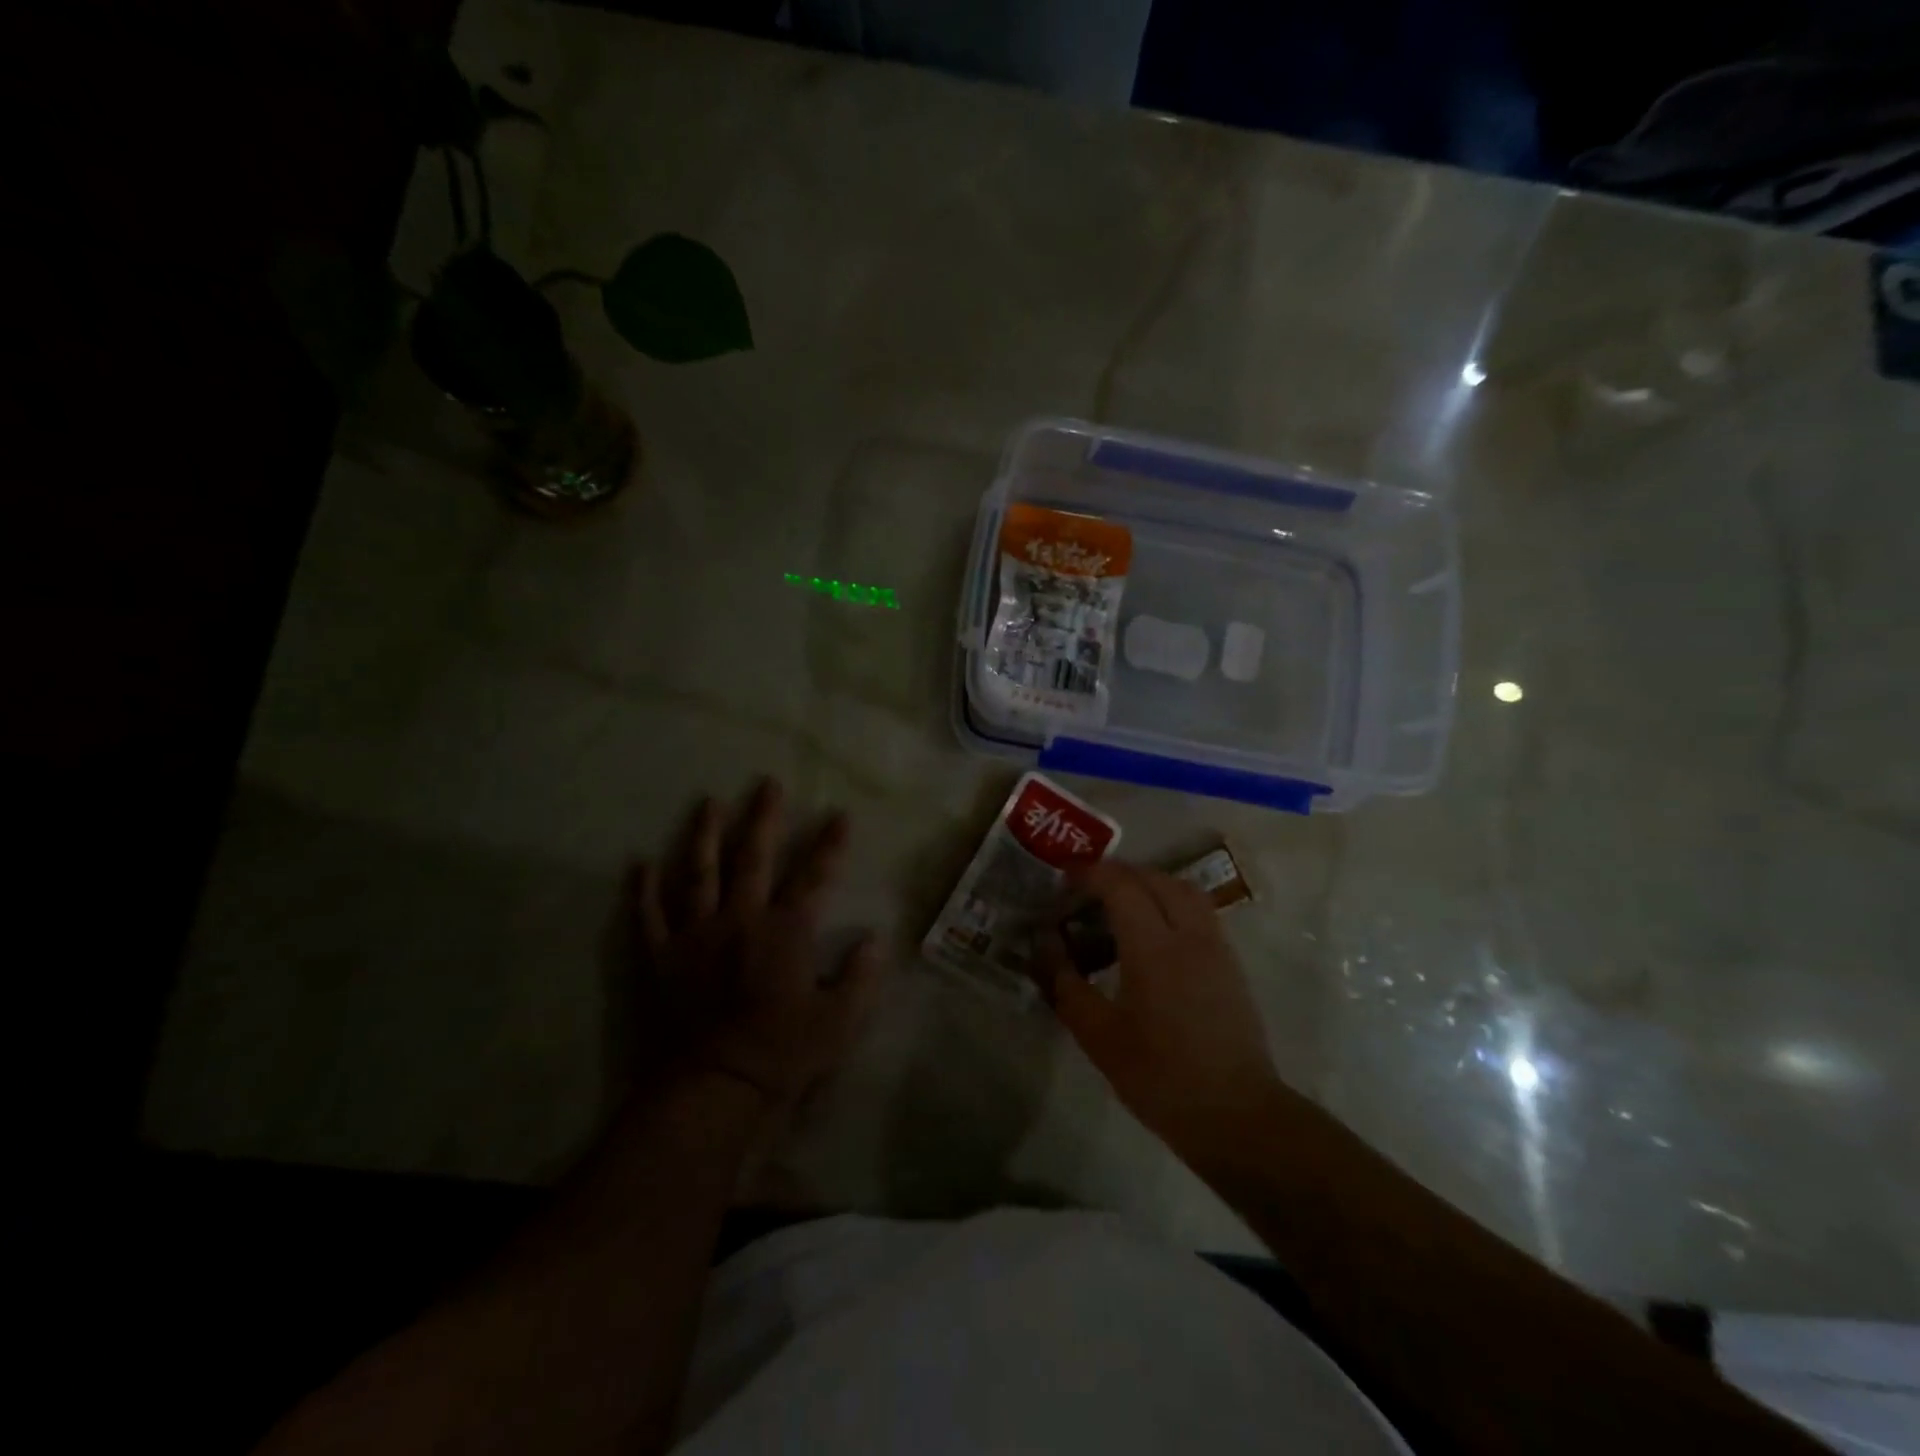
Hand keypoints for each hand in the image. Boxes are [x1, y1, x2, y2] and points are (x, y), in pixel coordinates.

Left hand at [624, 779, 882, 1118]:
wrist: (714, 1088)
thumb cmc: (782, 1053)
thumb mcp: (839, 1021)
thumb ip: (859, 976)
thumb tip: (875, 939)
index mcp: (785, 932)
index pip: (814, 876)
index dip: (829, 844)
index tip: (840, 814)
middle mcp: (740, 920)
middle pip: (753, 858)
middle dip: (763, 818)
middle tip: (767, 783)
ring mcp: (696, 935)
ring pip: (698, 873)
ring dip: (705, 835)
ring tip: (708, 803)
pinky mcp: (661, 957)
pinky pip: (649, 916)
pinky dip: (643, 890)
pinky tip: (639, 863)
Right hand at [1038, 862, 1285, 1158]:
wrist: (1236, 1114)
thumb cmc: (1160, 1076)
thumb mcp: (1098, 1035)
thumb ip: (1066, 983)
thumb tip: (1045, 943)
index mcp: (1153, 948)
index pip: (1121, 885)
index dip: (1090, 873)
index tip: (1065, 877)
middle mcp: (1189, 935)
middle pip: (1154, 878)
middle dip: (1118, 874)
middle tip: (1088, 890)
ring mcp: (1216, 947)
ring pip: (1183, 890)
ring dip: (1149, 884)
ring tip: (1121, 905)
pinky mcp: (1230, 964)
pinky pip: (1199, 912)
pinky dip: (1171, 904)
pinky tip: (1153, 934)